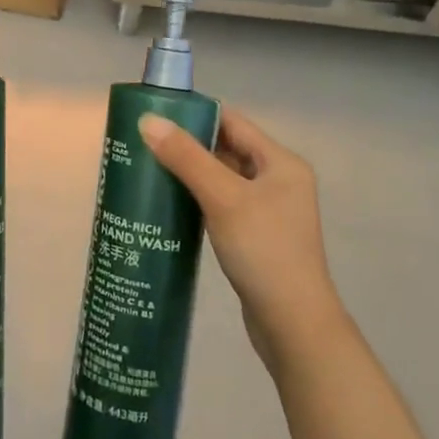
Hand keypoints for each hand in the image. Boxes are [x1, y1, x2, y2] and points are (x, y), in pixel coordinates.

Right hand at [138, 109, 344, 372]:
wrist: (293, 325)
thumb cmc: (263, 251)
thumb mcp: (223, 198)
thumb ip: (186, 157)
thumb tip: (147, 120)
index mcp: (281, 163)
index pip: (232, 122)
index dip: (195, 114)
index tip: (156, 114)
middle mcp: (279, 180)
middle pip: (227, 148)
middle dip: (188, 144)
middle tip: (144, 141)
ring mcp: (268, 210)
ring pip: (223, 178)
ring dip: (190, 172)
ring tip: (149, 168)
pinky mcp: (256, 235)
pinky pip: (222, 203)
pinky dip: (198, 198)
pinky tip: (169, 202)